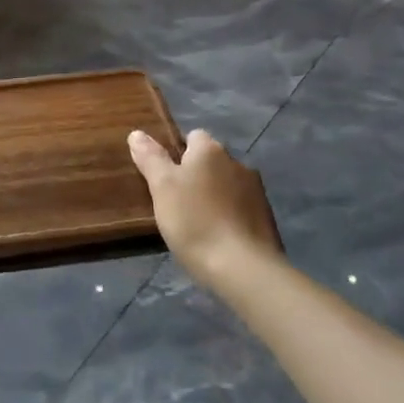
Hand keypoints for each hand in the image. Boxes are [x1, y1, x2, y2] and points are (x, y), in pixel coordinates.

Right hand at [128, 128, 283, 292]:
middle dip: (195, 176)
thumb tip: (137, 133)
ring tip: (196, 223)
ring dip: (213, 196)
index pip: (193, 136)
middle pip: (210, 162)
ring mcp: (256, 191)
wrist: (244, 269)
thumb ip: (151, 158)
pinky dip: (229, 216)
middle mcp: (237, 162)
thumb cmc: (195, 221)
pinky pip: (240, 208)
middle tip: (175, 202)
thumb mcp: (162, 188)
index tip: (164, 177)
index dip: (177, 153)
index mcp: (210, 150)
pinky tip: (217, 238)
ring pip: (226, 185)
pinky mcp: (266, 218)